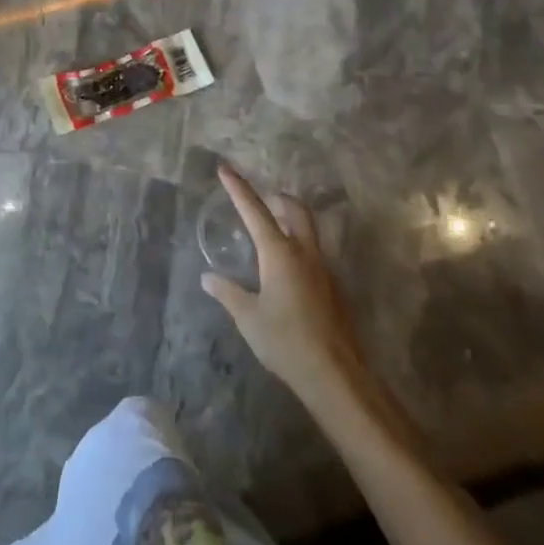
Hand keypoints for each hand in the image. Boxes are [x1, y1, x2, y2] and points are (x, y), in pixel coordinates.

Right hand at [202, 162, 367, 401]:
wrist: (336, 376)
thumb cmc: (286, 342)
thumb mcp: (248, 317)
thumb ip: (227, 293)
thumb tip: (208, 277)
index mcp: (280, 253)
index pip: (254, 211)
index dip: (238, 188)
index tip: (225, 168)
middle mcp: (305, 253)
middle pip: (296, 210)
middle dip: (278, 199)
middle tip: (261, 201)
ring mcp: (324, 270)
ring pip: (309, 230)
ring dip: (290, 221)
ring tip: (271, 232)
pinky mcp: (334, 289)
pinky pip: (314, 254)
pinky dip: (298, 247)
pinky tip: (284, 271)